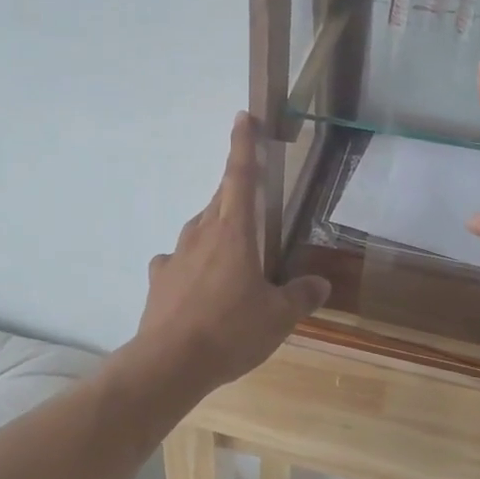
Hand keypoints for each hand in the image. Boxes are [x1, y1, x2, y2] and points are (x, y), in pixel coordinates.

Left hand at [123, 112, 331, 396]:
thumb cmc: (231, 330)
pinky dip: (191, 264)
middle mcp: (202, 233)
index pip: (240, 176)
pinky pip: (178, 260)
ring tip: (233, 254)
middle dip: (236, 195)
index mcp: (234, 232)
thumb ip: (300, 296)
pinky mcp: (160, 278)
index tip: (242, 117)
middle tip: (253, 206)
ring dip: (216, 231)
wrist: (170, 361)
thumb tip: (320, 284)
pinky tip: (199, 285)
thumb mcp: (278, 317)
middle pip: (220, 201)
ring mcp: (176, 254)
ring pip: (200, 229)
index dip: (243, 145)